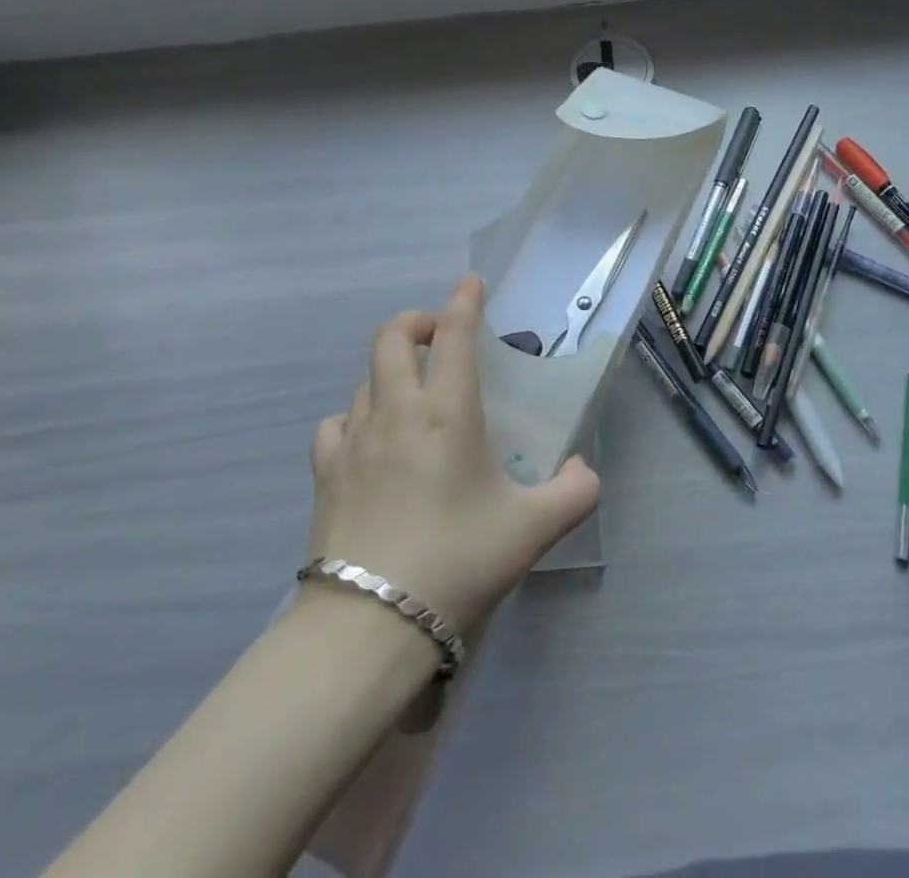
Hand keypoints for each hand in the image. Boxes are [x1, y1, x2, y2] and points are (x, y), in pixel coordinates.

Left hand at [307, 274, 601, 632]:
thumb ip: (576, 492)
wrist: (371, 625)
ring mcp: (353, 440)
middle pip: (392, 337)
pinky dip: (355, 415)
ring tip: (411, 390)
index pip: (453, 335)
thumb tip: (584, 470)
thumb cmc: (458, 560)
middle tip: (438, 336)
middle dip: (416, 322)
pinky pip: (336, 423)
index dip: (464, 301)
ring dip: (389, 368)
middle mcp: (397, 411)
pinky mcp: (325, 473)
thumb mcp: (534, 528)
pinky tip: (369, 439)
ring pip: (365, 377)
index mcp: (447, 411)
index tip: (471, 282)